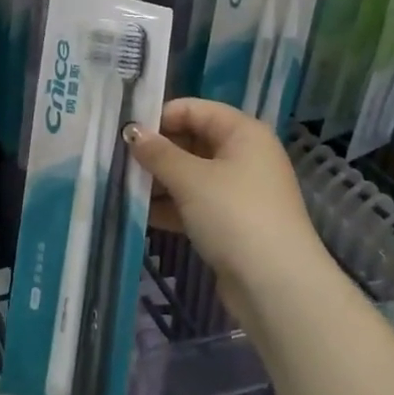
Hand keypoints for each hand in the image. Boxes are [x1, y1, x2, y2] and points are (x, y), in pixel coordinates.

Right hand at [126, 99, 324, 299]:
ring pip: (191, 175)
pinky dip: (171, 206)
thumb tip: (132, 132)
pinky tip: (141, 214)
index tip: (125, 132)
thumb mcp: (190, 179)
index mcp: (243, 133)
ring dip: (159, 181)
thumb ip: (158, 153)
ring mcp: (239, 191)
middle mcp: (244, 155)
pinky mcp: (232, 222)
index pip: (194, 109)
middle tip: (118, 161)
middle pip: (192, 141)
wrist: (275, 285)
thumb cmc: (234, 215)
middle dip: (157, 152)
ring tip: (122, 187)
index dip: (160, 117)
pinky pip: (196, 203)